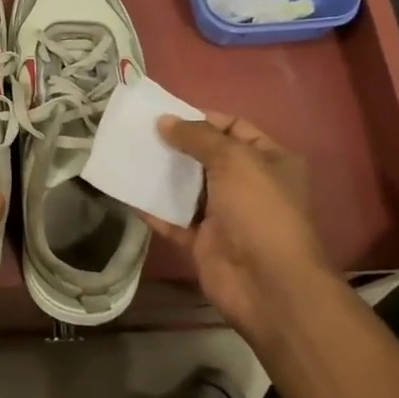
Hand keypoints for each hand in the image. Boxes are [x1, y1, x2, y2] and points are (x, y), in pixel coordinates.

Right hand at [143, 112, 329, 342]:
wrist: (267, 284)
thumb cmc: (259, 210)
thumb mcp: (233, 160)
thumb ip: (197, 137)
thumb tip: (164, 121)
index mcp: (270, 160)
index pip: (233, 127)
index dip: (201, 118)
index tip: (165, 113)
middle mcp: (249, 184)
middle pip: (207, 156)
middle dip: (176, 145)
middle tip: (139, 132)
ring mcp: (226, 215)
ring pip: (188, 188)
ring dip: (161, 174)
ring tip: (128, 155)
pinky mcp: (204, 241)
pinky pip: (174, 220)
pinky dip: (153, 208)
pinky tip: (128, 192)